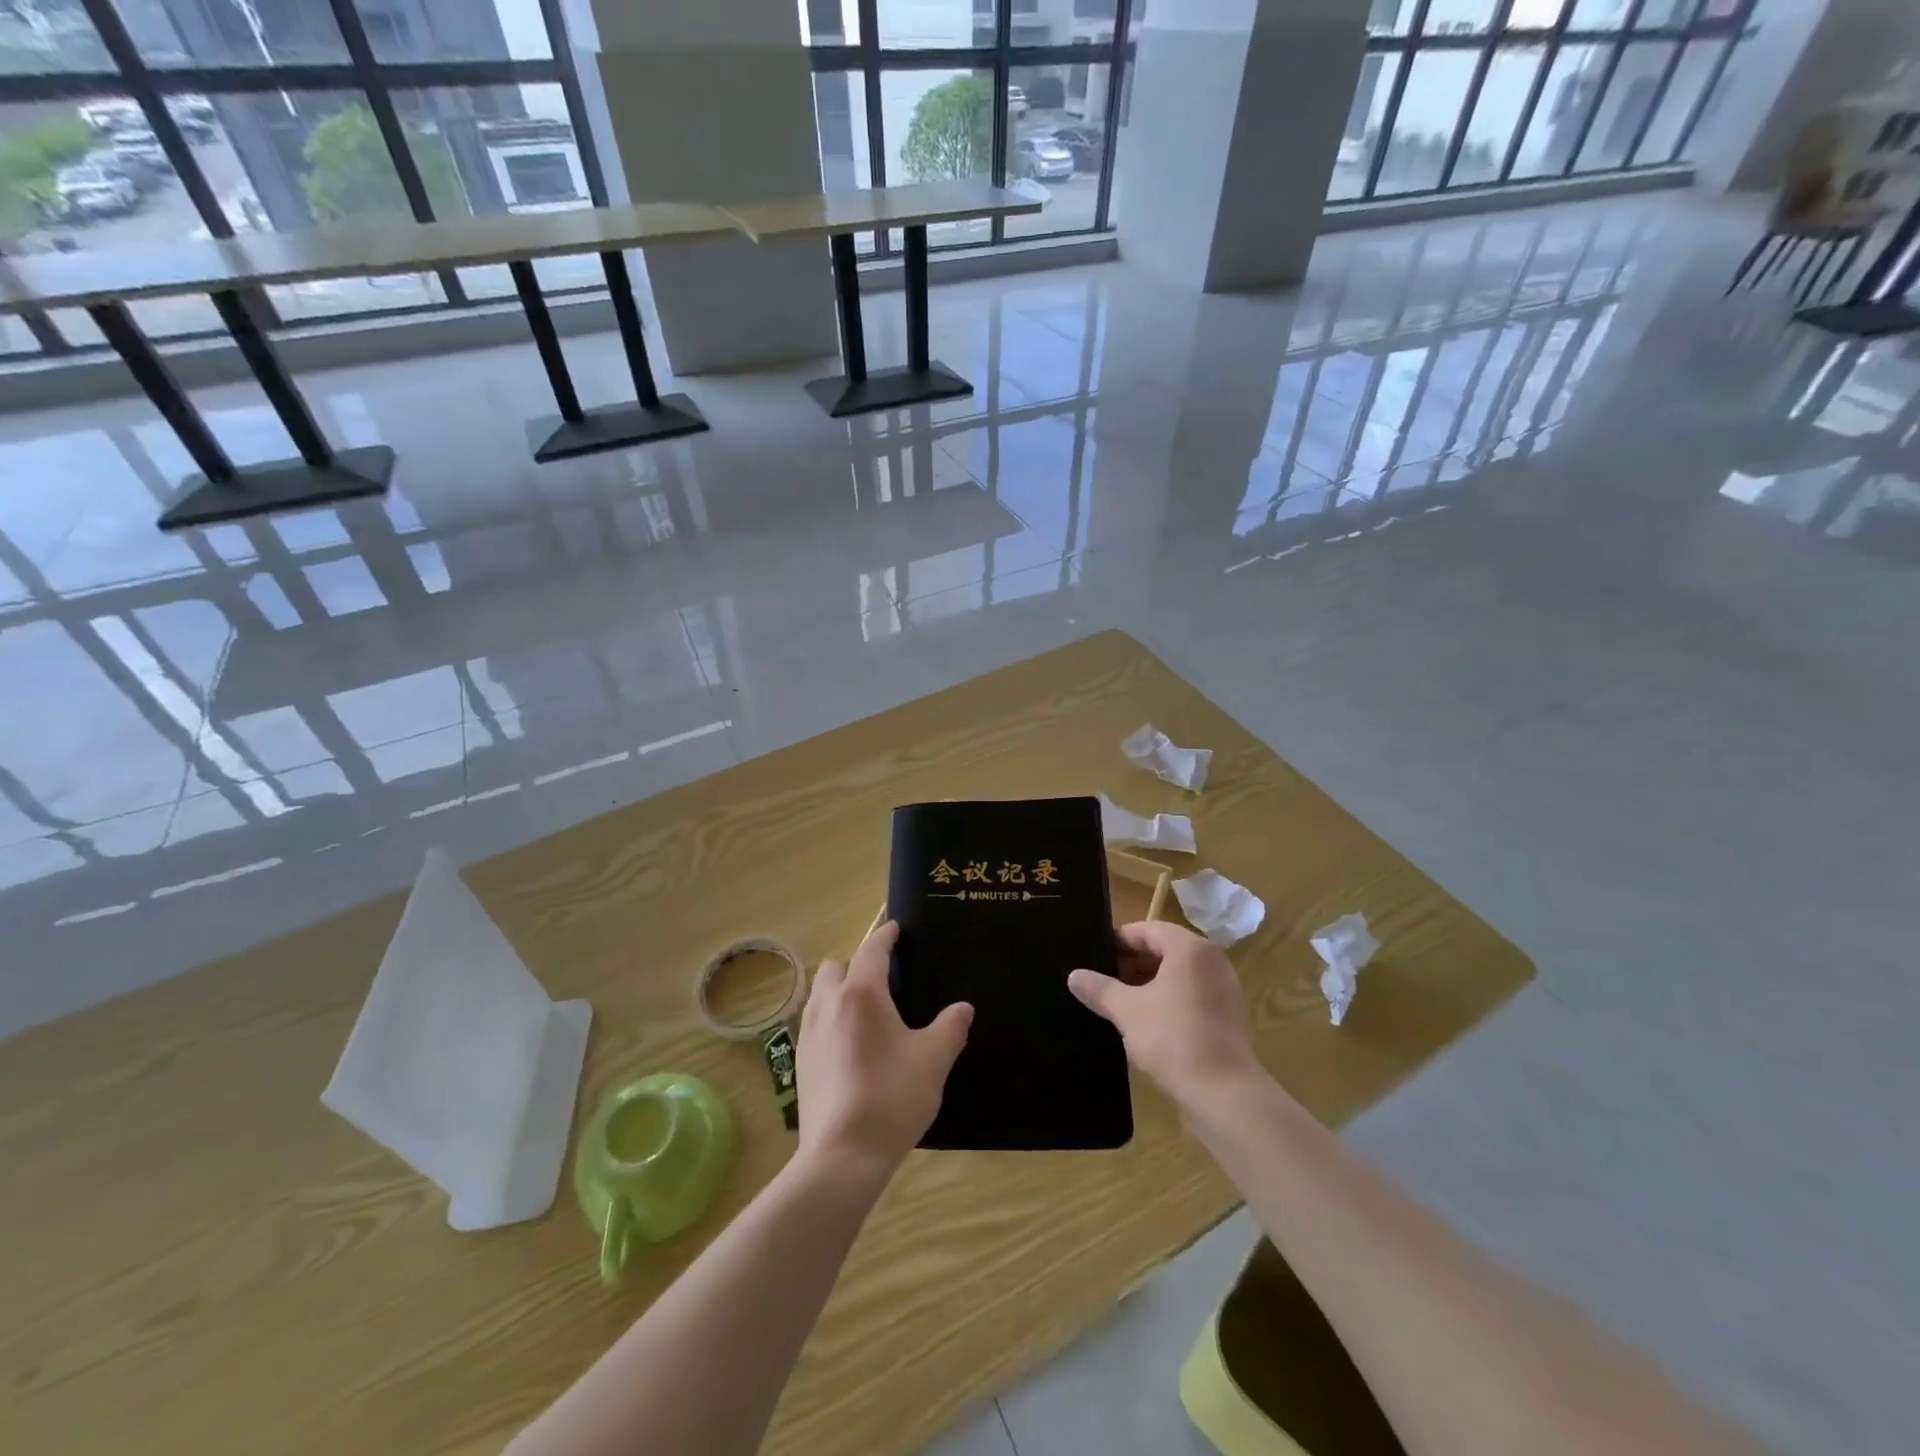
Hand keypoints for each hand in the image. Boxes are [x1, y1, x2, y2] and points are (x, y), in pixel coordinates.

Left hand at [796, 922, 972, 1179]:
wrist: (842, 1156)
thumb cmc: (892, 1097)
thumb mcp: (933, 1061)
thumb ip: (950, 1028)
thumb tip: (963, 1008)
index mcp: (861, 995)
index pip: (871, 950)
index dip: (885, 936)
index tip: (895, 929)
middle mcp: (829, 1005)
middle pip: (836, 967)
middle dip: (856, 963)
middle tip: (882, 978)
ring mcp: (808, 1034)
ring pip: (820, 994)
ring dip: (839, 989)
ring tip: (865, 1008)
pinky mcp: (800, 1062)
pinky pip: (814, 1022)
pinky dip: (830, 1017)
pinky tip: (849, 1043)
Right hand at [1069, 921, 1262, 1109]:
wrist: (1224, 1094)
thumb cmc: (1173, 1039)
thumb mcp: (1127, 1011)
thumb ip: (1099, 989)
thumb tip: (1073, 976)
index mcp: (1190, 949)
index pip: (1148, 930)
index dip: (1119, 941)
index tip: (1096, 956)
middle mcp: (1212, 961)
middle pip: (1165, 949)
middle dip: (1133, 963)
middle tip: (1104, 980)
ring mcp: (1224, 987)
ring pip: (1178, 973)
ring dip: (1149, 982)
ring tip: (1120, 1001)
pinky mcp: (1228, 1014)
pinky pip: (1192, 993)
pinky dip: (1169, 998)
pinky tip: (1147, 1020)